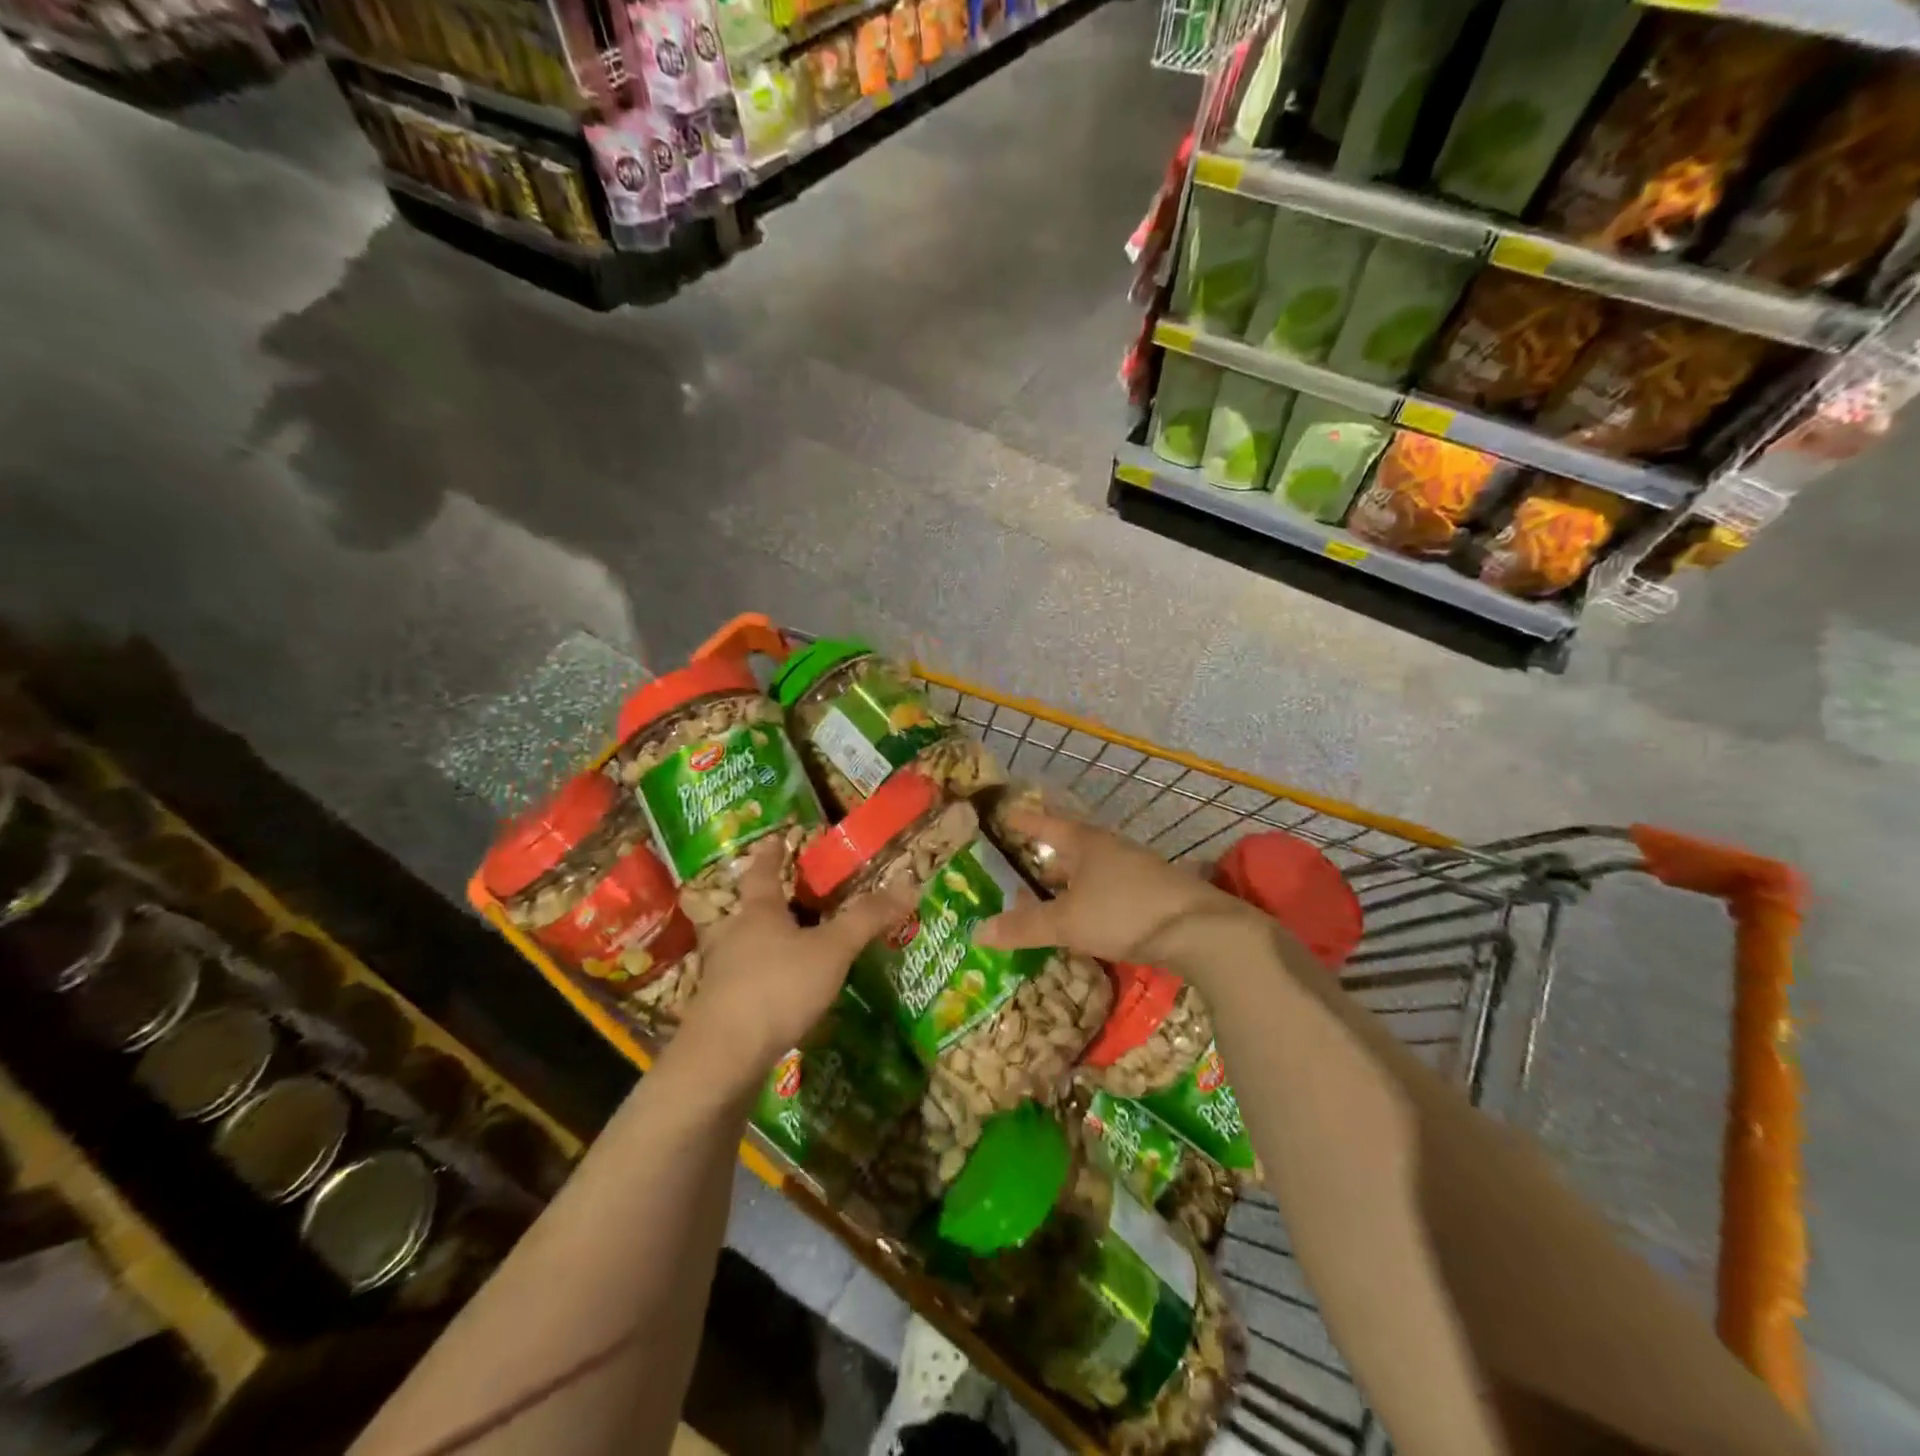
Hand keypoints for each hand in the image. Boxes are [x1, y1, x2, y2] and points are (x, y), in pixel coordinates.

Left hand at [679, 840, 910, 1082]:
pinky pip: (742, 984)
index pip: (762, 873)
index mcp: (758, 913)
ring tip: (782, 949)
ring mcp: (721, 975)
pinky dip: (758, 982)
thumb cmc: (778, 986)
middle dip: (762, 904)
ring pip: (740, 948)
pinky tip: (776, 996)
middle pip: (745, 911)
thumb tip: (908, 884)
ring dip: (757, 945)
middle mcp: (733, 937)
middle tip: (784, 901)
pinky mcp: (719, 1010)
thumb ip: (866, 919)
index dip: (771, 854)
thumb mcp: (832, 950)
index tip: (775, 839)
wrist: (724, 1056)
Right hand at [973, 809, 1255, 967]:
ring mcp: (1135, 869)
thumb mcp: (1067, 922)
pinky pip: (1109, 889)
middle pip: (1070, 847)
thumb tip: (977, 931)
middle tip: (1021, 866)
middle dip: (1046, 857)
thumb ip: (1024, 927)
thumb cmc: (1124, 913)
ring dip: (1069, 881)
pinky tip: (1086, 917)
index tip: (1006, 814)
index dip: (1024, 821)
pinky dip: (1090, 898)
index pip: (1047, 824)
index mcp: (1086, 843)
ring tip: (1048, 896)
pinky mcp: (1153, 893)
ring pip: (1091, 870)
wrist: (1200, 930)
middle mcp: (1110, 849)